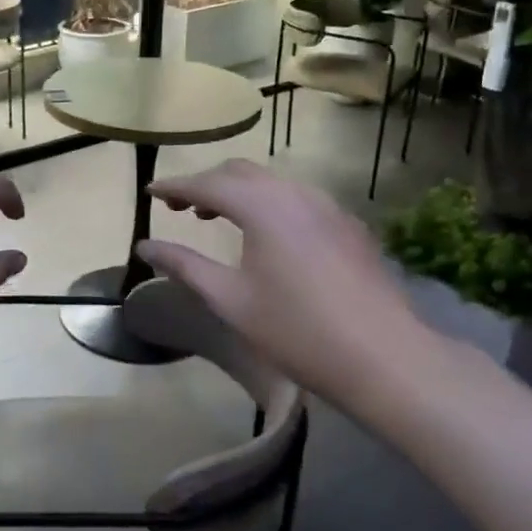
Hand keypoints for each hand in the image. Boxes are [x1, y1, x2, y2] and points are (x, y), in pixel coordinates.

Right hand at [137, 159, 457, 408]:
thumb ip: (185, 266)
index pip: (206, 184)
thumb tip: (146, 246)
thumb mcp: (231, 300)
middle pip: (240, 172)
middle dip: (205, 183)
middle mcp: (295, 193)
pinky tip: (267, 235)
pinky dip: (269, 203)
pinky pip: (298, 198)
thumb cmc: (298, 331)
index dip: (174, 186)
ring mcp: (328, 206)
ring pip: (272, 183)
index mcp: (262, 206)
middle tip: (178, 207)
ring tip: (216, 218)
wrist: (386, 358)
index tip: (149, 191)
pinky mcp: (349, 225)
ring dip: (238, 192)